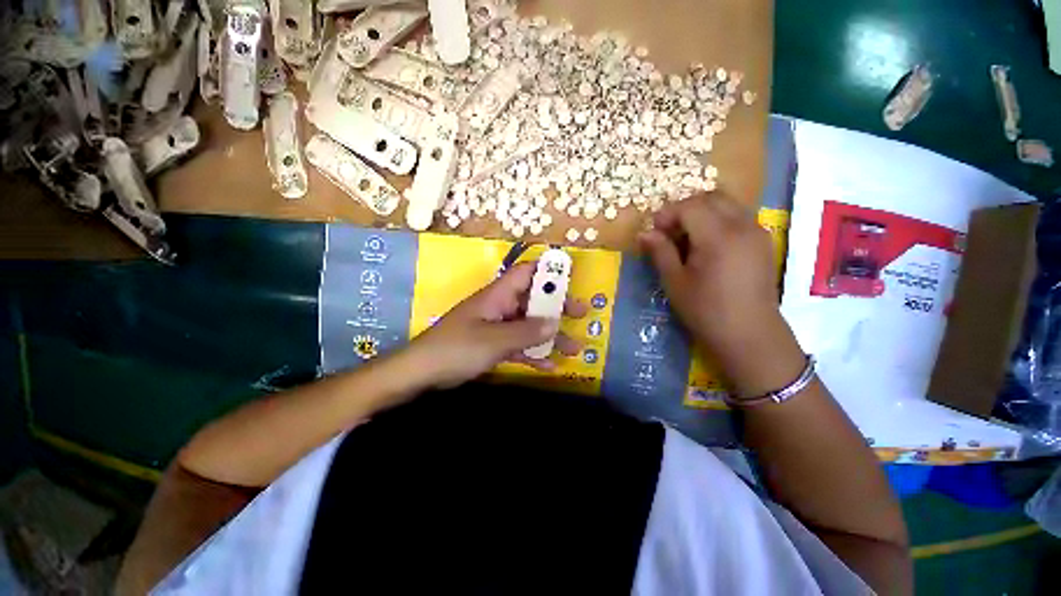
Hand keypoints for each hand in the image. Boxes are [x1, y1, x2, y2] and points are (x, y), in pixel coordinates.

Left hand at [408, 261, 587, 388]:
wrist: (423, 372)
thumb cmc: (457, 348)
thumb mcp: (495, 339)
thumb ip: (527, 332)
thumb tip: (556, 323)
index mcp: (498, 295)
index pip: (526, 272)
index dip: (547, 270)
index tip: (570, 276)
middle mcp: (501, 306)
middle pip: (534, 300)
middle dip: (558, 307)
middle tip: (581, 313)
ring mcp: (497, 326)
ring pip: (530, 325)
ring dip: (551, 335)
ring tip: (575, 347)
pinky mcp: (494, 345)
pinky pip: (519, 345)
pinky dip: (534, 353)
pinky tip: (550, 365)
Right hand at [638, 192, 803, 394]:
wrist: (750, 335)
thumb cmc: (706, 311)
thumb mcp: (675, 282)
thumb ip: (660, 252)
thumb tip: (644, 233)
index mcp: (718, 236)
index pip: (689, 206)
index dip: (667, 214)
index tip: (654, 232)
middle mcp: (742, 225)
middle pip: (711, 197)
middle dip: (685, 208)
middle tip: (669, 232)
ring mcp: (757, 232)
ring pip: (727, 204)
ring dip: (703, 212)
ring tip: (687, 238)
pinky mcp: (763, 242)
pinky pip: (739, 216)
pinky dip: (719, 220)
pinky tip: (708, 245)